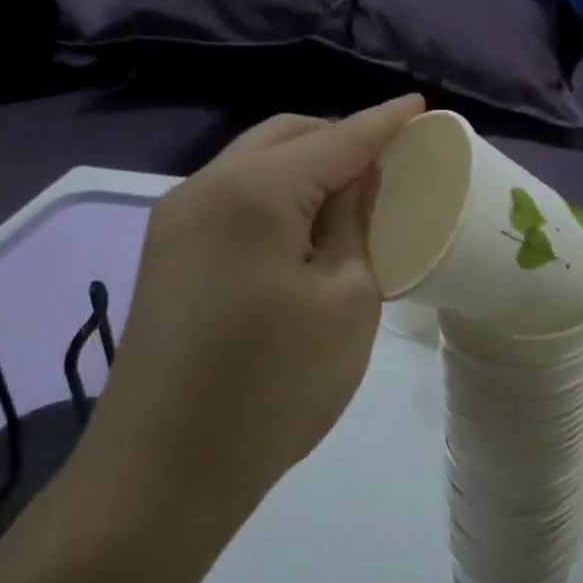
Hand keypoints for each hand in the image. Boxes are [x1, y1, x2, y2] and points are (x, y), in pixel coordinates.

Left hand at [79, 96, 424, 526]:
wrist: (161, 475)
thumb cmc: (273, 385)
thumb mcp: (346, 299)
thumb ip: (356, 223)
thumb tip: (359, 179)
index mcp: (253, 191)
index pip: (336, 139)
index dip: (383, 123)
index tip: (420, 106)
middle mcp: (204, 188)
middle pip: (285, 136)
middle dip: (341, 136)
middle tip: (391, 156)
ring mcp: (176, 222)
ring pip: (255, 164)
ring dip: (307, 165)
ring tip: (356, 189)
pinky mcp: (168, 256)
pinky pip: (235, 199)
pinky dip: (279, 195)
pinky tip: (308, 225)